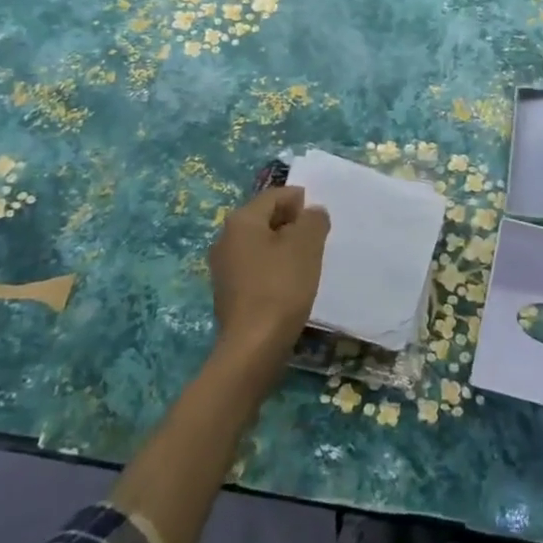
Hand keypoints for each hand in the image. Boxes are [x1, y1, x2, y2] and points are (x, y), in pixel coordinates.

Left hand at [208, 186, 329, 368]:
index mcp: (241, 220)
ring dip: (282, 247)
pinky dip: (273, 268)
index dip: (300, 201)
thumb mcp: (306, 245)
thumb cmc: (281, 286)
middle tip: (317, 239)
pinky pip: (254, 268)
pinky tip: (289, 284)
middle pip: (264, 218)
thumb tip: (312, 212)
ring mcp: (222, 267)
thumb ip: (313, 220)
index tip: (320, 218)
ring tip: (306, 262)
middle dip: (291, 224)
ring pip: (259, 244)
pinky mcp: (227, 293)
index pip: (275, 196)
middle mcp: (225, 238)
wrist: (253, 347)